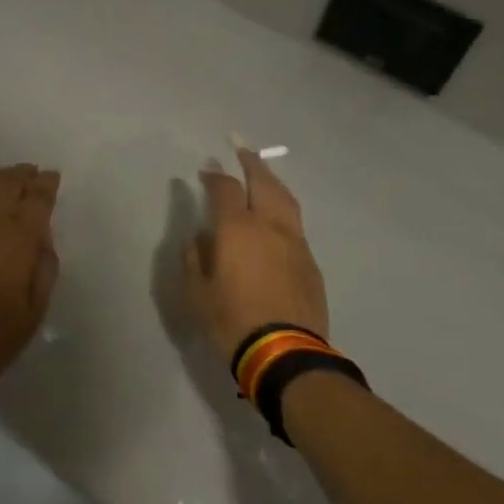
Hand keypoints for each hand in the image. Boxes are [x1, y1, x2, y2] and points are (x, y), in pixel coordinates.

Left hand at [0, 164, 60, 381]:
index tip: (52, 177)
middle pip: (6, 183)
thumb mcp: (35, 310)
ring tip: (1, 176)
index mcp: (18, 238)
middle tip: (30, 173)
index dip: (46, 184)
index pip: (37, 198)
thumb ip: (44, 267)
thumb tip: (41, 238)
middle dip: (22, 174)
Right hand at [184, 148, 329, 365]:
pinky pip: (295, 224)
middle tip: (241, 150)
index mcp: (237, 229)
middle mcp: (269, 226)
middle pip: (263, 182)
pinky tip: (276, 218)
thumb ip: (194, 258)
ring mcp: (295, 242)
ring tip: (263, 175)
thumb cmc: (231, 320)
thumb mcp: (196, 292)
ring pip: (286, 199)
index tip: (205, 171)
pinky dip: (283, 209)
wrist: (284, 354)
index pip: (224, 188)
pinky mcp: (310, 262)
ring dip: (272, 182)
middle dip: (251, 163)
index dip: (214, 175)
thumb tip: (199, 238)